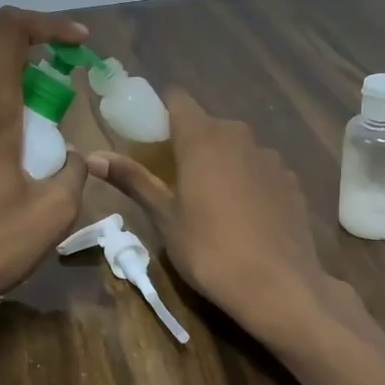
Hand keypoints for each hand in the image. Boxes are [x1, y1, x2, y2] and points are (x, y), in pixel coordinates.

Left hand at [0, 6, 90, 318]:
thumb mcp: (53, 212)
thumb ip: (75, 171)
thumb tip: (75, 156)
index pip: (10, 30)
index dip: (48, 24)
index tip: (79, 46)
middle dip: (35, 69)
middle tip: (61, 105)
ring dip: (12, 98)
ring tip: (36, 143)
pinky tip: (4, 170)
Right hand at [87, 92, 331, 341]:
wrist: (278, 285)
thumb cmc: (209, 250)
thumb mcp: (164, 217)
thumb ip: (133, 180)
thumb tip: (93, 157)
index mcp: (202, 138)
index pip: (178, 99)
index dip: (161, 112)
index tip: (150, 138)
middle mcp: (239, 136)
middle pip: (207, 124)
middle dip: (189, 142)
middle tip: (173, 179)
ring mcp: (270, 157)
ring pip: (236, 147)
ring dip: (220, 162)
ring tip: (211, 202)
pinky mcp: (291, 181)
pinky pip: (260, 169)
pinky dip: (248, 181)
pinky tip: (245, 216)